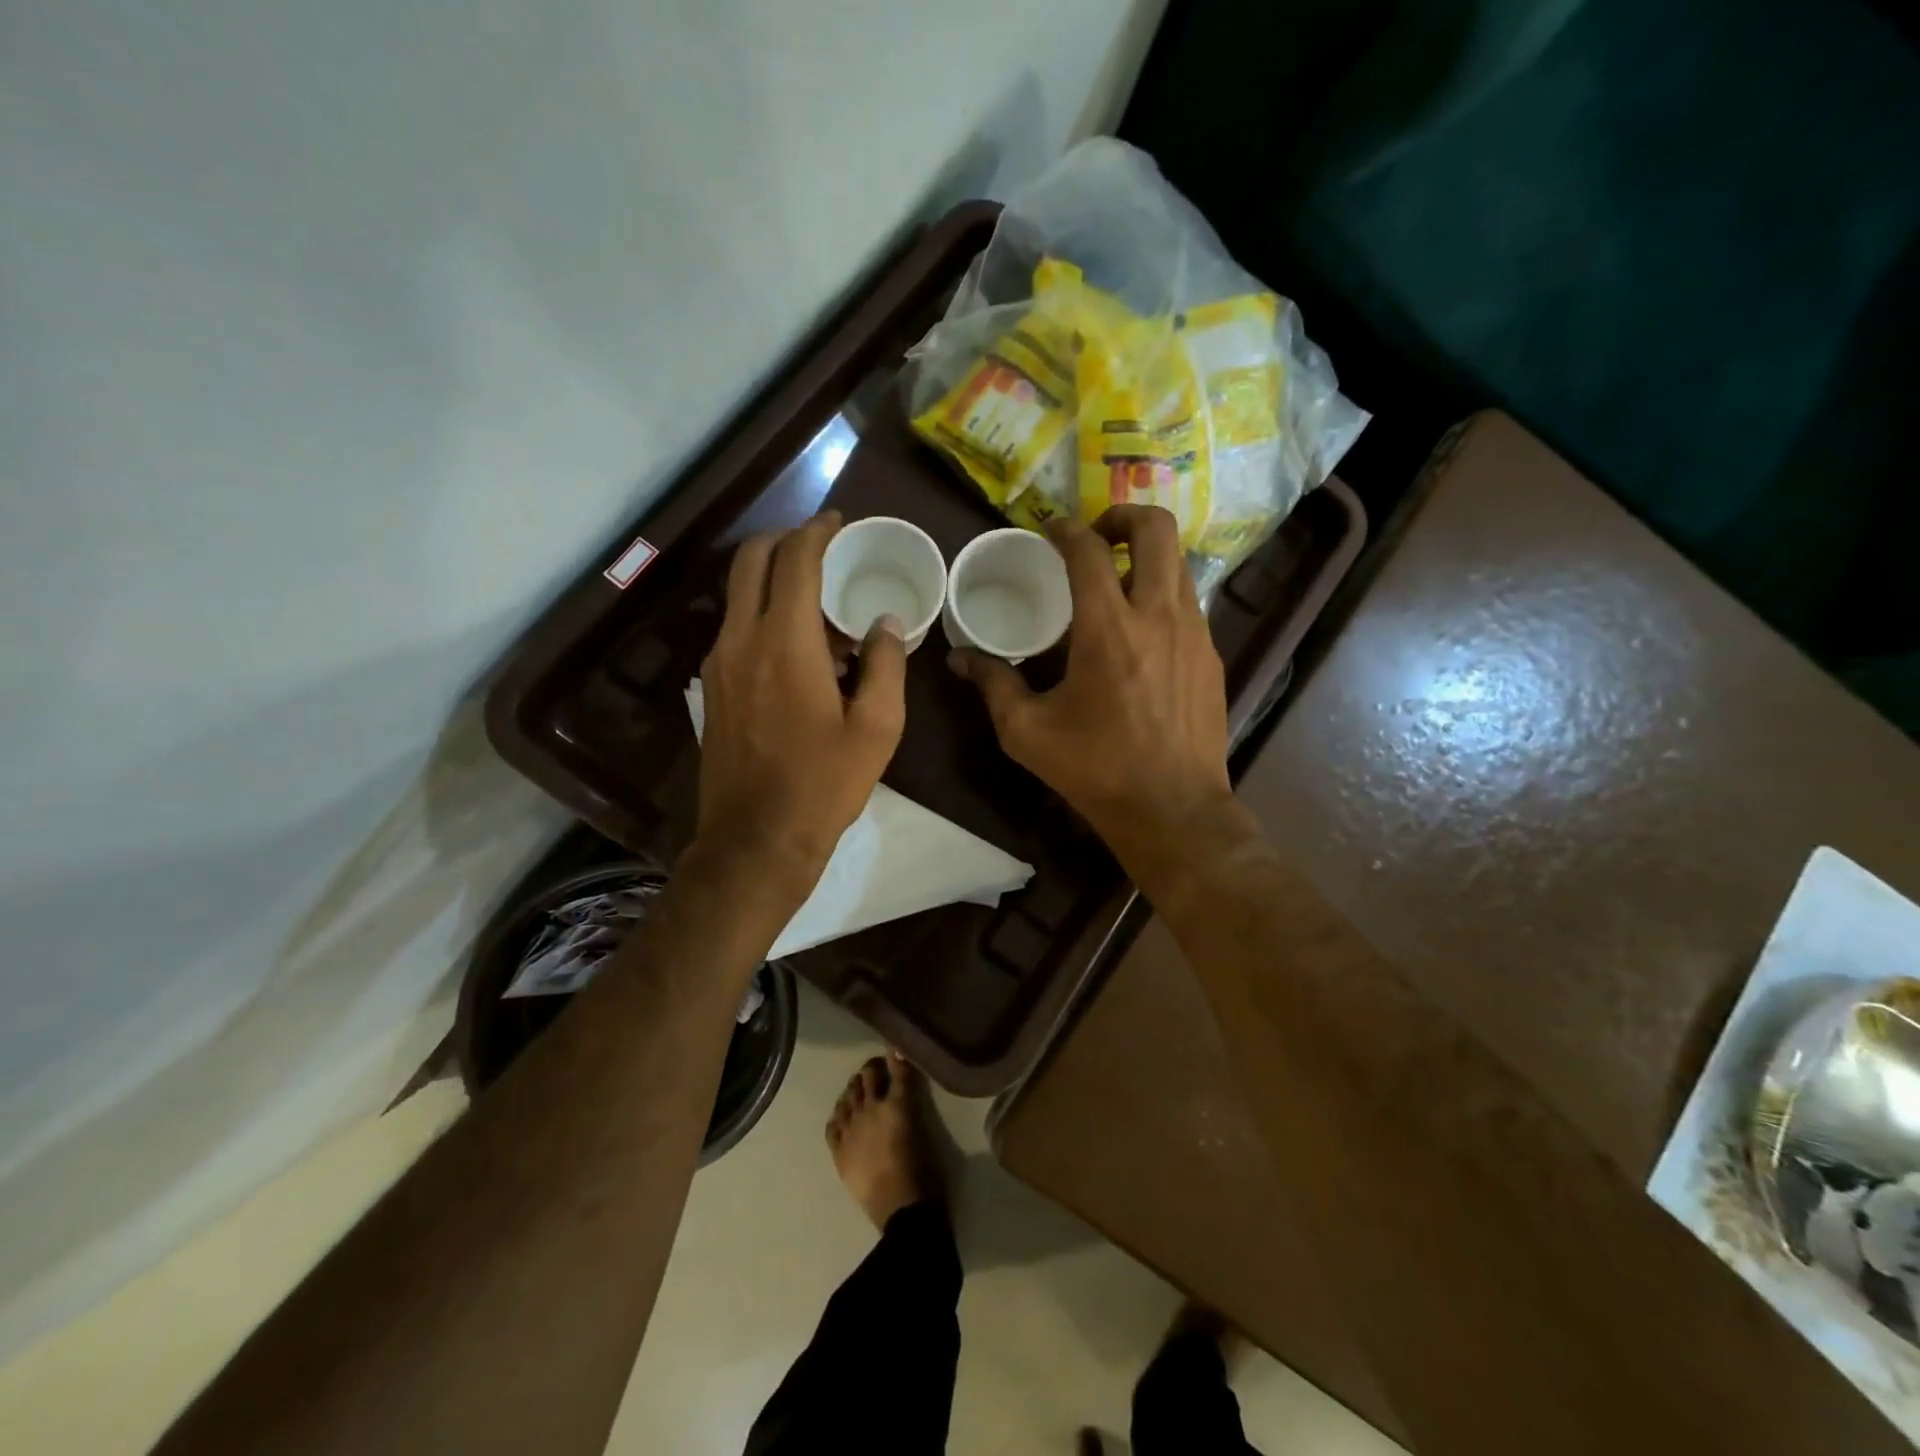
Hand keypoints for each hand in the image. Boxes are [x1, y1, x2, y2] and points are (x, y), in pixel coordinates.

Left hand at [696, 511, 906, 891]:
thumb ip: (887, 665)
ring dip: (774, 581)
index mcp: (784, 643)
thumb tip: (886, 623)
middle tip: (822, 546)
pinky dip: (764, 615)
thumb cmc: (823, 784)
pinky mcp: (712, 688)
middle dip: (785, 540)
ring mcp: (719, 664)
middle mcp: (740, 640)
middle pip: (750, 561)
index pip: (794, 560)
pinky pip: (737, 629)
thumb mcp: (877, 728)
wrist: (756, 840)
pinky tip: (799, 647)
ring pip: (739, 594)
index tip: (837, 522)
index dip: (816, 531)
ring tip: (821, 604)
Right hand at [947, 505, 1234, 866]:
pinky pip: (1189, 601)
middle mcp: (1158, 615)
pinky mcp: (1211, 655)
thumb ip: (993, 684)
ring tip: (1117, 580)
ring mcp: (1194, 633)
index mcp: (1108, 628)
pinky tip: (1141, 631)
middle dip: (1123, 516)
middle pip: (1156, 529)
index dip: (1065, 529)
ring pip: (1178, 563)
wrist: (1173, 808)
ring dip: (1146, 556)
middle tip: (1097, 536)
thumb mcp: (1027, 731)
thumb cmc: (1095, 768)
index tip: (1049, 530)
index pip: (1088, 550)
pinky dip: (1163, 594)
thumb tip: (958, 658)